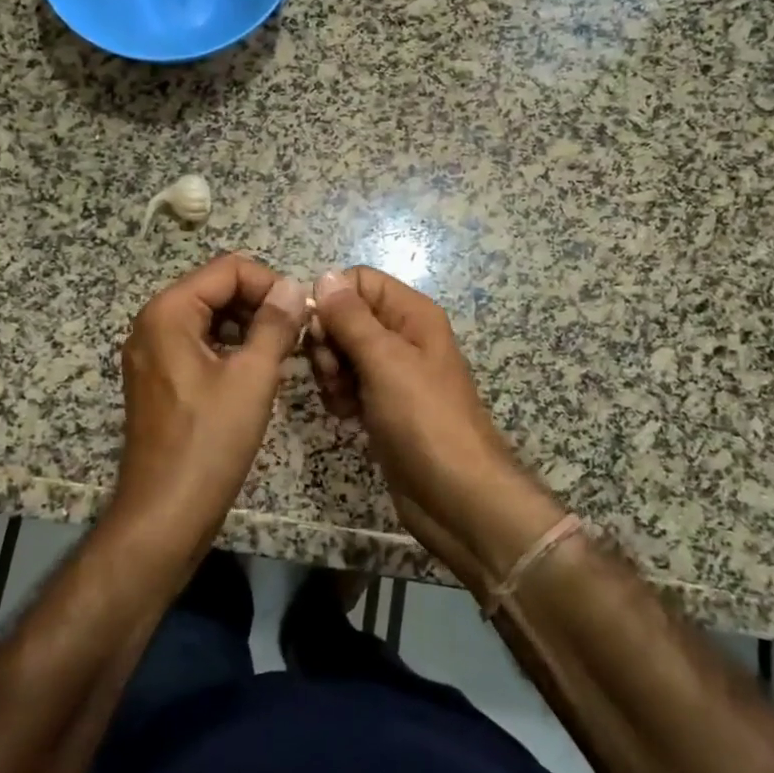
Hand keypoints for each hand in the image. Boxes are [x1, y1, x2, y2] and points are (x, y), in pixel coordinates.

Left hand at [112, 253, 307, 579]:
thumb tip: (293, 286)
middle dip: (260, 304)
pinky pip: (200, 345)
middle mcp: (153, 323)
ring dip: (249, 327)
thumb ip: (275, 324)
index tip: (301, 313)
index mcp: (168, 313)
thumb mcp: (252, 378)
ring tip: (285, 353)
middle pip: (216, 289)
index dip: (270, 283)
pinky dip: (232, 348)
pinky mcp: (160, 379)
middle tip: (298, 334)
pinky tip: (259, 372)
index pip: (228, 269)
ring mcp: (153, 353)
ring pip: (210, 318)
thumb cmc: (209, 442)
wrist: (165, 515)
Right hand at [308, 267, 564, 582]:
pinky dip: (339, 395)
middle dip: (328, 341)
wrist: (456, 496)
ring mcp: (392, 372)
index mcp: (412, 314)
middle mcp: (402, 336)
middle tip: (331, 372)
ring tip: (341, 398)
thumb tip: (324, 276)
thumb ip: (351, 318)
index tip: (318, 331)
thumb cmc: (424, 420)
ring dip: (330, 371)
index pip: (359, 281)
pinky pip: (348, 383)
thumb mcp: (385, 361)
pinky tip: (345, 415)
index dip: (332, 300)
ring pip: (342, 351)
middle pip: (346, 316)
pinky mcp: (382, 404)